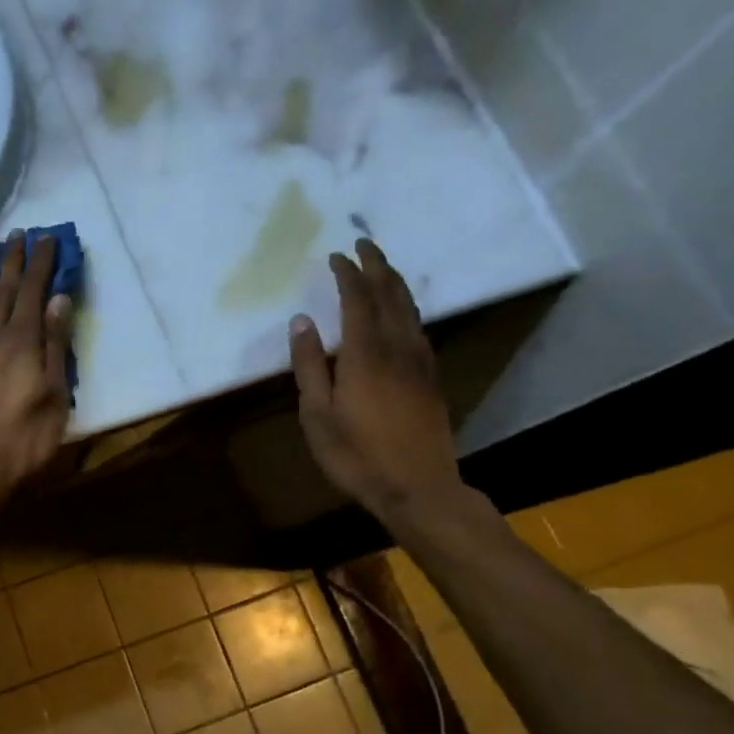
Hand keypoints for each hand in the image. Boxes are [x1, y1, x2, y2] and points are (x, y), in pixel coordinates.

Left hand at [0, 228, 73, 500]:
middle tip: (18, 234)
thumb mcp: (55, 394)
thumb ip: (56, 345)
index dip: (42, 262)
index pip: (35, 290)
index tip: (47, 238)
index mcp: (23, 339)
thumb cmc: (25, 437)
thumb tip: (59, 299)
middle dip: (14, 258)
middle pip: (5, 288)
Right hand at [289, 240, 464, 524]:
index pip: (358, 300)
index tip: (336, 256)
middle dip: (376, 266)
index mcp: (365, 354)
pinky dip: (408, 308)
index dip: (347, 275)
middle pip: (390, 295)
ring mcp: (420, 362)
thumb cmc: (356, 455)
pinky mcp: (431, 378)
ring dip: (394, 283)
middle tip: (364, 245)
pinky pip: (419, 328)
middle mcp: (397, 348)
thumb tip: (302, 321)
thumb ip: (310, 365)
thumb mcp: (317, 415)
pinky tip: (403, 312)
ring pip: (410, 309)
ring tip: (382, 268)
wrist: (418, 488)